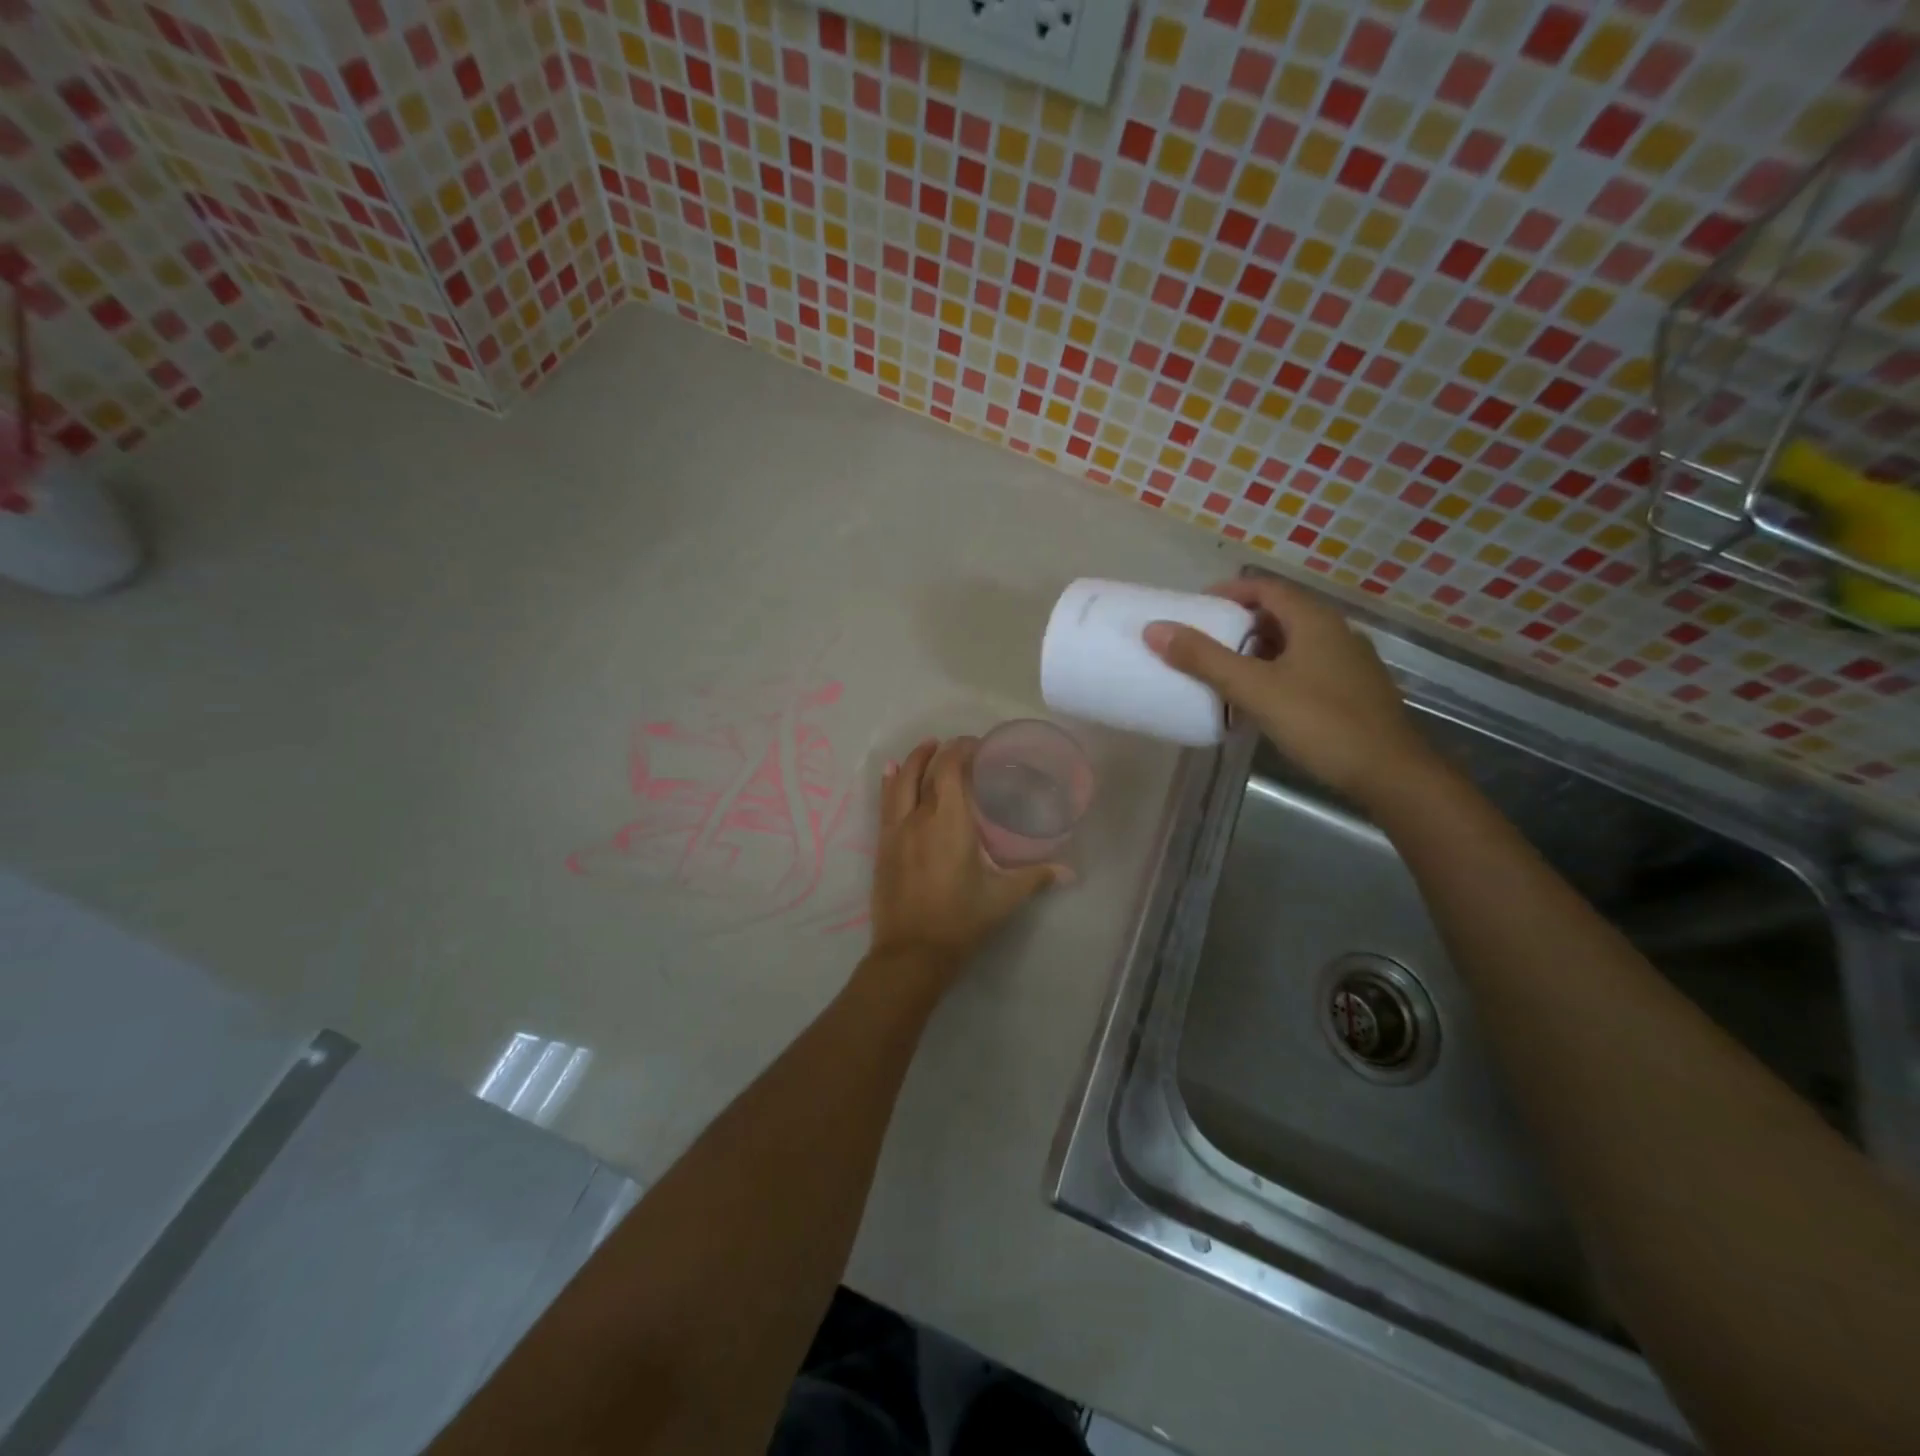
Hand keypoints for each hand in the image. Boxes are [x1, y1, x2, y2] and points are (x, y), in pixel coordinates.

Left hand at [866, 737, 1060, 994]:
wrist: (912, 953)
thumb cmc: (961, 920)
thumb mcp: (1002, 898)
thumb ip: (1035, 877)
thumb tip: (1070, 872)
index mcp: (950, 822)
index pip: (951, 769)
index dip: (961, 749)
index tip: (977, 745)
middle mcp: (919, 817)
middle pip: (926, 770)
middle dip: (941, 751)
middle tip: (958, 747)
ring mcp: (896, 831)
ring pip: (900, 782)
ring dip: (914, 760)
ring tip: (927, 748)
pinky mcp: (882, 846)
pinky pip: (884, 803)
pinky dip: (889, 782)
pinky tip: (890, 772)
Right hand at [1143, 576, 1438, 806]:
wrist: (1390, 773)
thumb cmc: (1320, 722)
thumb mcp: (1254, 689)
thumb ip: (1204, 659)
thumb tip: (1155, 629)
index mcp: (1313, 620)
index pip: (1265, 587)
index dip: (1228, 592)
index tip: (1195, 607)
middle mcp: (1334, 631)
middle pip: (1278, 613)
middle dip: (1238, 623)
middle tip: (1202, 641)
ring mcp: (1347, 661)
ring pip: (1292, 642)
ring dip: (1256, 650)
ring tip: (1222, 671)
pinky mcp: (1351, 689)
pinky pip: (1304, 666)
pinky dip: (1275, 671)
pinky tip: (1259, 699)